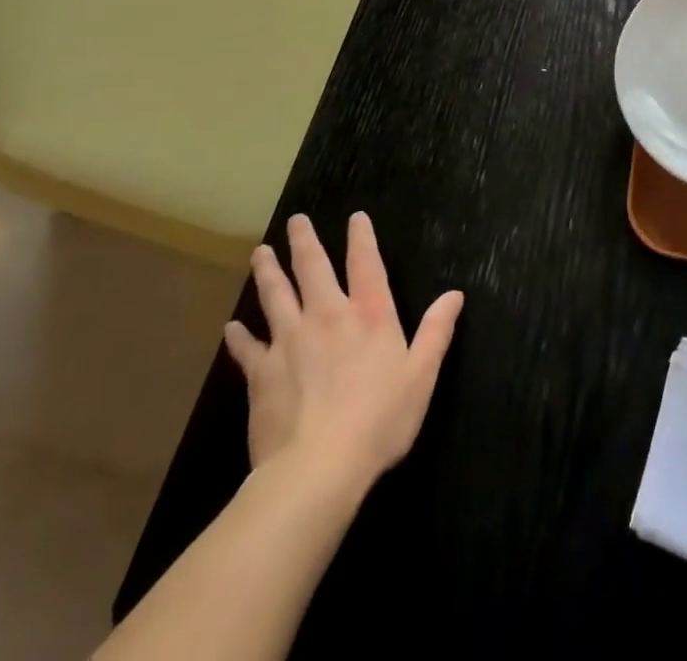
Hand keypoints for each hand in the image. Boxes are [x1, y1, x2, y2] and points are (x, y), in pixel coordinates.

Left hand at [222, 212, 463, 482]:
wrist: (318, 468)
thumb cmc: (379, 420)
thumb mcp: (421, 376)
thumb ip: (436, 331)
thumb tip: (454, 294)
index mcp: (369, 315)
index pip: (365, 264)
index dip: (361, 237)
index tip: (355, 217)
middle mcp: (327, 315)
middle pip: (312, 268)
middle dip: (304, 241)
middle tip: (296, 221)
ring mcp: (290, 341)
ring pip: (275, 295)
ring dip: (267, 272)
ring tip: (259, 252)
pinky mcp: (262, 372)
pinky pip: (248, 348)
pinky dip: (239, 337)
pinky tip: (232, 328)